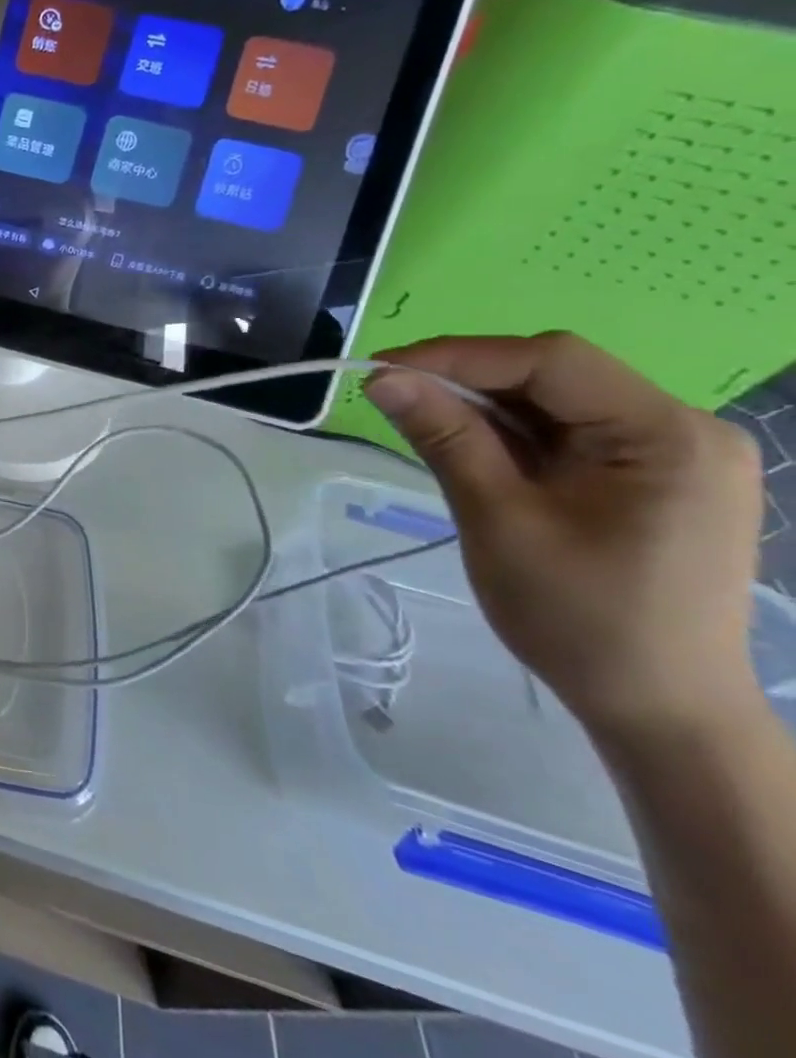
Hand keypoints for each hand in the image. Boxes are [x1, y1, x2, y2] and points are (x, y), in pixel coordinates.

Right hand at [367, 333, 764, 741]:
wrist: (655, 708)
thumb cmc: (579, 616)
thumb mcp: (497, 518)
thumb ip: (445, 437)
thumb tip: (382, 378)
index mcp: (667, 436)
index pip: (551, 360)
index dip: (458, 355)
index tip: (380, 371)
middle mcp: (683, 431)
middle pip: (555, 375)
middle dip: (467, 381)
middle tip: (392, 398)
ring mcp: (671, 455)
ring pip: (554, 401)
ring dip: (483, 408)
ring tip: (421, 425)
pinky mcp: (649, 478)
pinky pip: (565, 433)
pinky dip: (508, 435)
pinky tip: (468, 450)